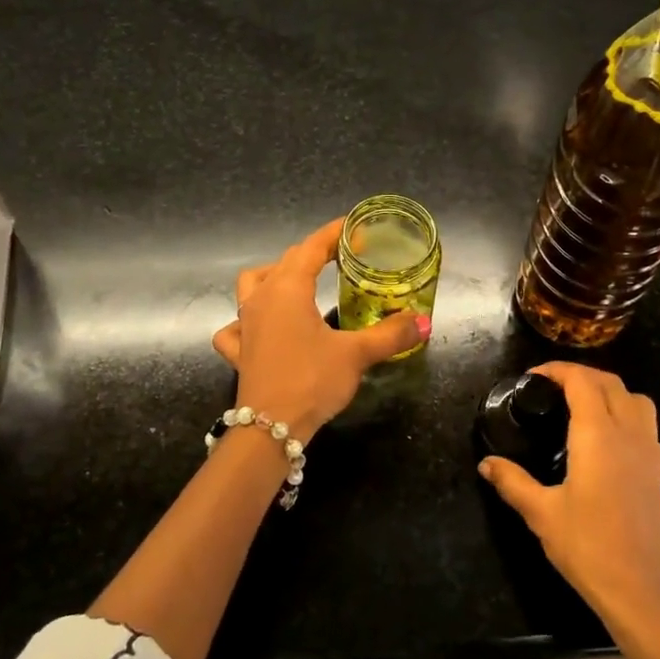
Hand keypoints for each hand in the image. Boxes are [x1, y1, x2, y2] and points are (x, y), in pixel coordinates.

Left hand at [212, 218, 425, 441]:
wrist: (269, 429)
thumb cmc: (312, 380)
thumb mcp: (356, 354)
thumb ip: (390, 334)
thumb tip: (423, 321)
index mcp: (288, 288)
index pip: (311, 247)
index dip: (334, 234)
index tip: (356, 229)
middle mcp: (261, 298)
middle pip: (285, 261)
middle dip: (313, 253)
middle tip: (341, 258)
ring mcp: (245, 324)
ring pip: (252, 285)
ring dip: (273, 276)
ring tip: (297, 284)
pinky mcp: (239, 351)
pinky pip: (235, 326)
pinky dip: (246, 321)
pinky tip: (259, 329)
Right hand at [478, 363, 659, 628]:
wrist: (641, 590)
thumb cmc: (588, 546)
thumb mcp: (541, 513)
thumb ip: (512, 482)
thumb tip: (486, 463)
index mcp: (598, 435)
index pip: (582, 381)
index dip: (558, 370)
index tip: (534, 377)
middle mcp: (628, 433)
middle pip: (611, 383)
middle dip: (581, 375)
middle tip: (551, 387)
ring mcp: (649, 452)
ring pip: (636, 399)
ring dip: (609, 390)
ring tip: (582, 404)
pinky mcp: (658, 472)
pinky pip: (646, 424)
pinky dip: (626, 413)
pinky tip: (607, 439)